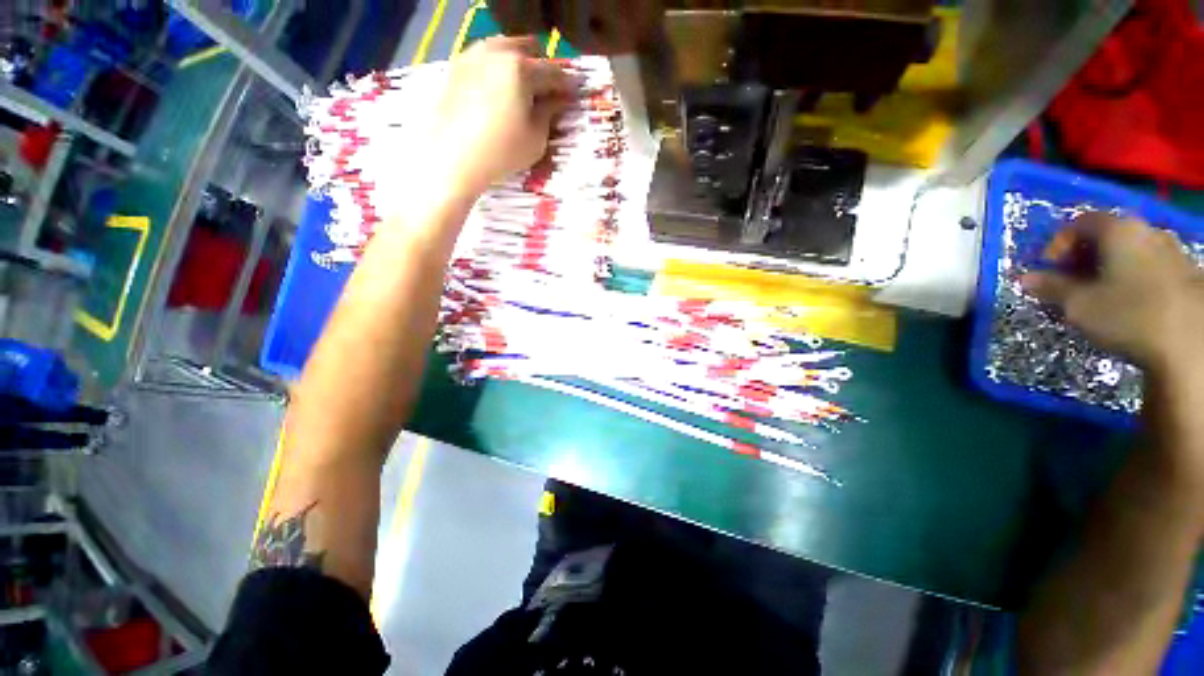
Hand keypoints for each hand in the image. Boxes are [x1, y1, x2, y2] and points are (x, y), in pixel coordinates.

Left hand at [430, 36, 569, 196]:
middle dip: (541, 66)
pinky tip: (498, 91)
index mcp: (521, 68)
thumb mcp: (536, 138)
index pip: (553, 71)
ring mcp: (473, 56)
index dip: (566, 85)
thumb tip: (558, 99)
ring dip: (517, 64)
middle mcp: (497, 52)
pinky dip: (496, 69)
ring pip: (503, 48)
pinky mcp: (456, 67)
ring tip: (521, 90)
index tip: (572, 96)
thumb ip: (549, 112)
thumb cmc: (502, 151)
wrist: (454, 157)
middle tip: (546, 91)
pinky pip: (484, 59)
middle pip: (527, 48)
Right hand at [1021, 214, 1203, 371]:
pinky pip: (1149, 267)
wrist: (1189, 346)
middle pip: (1107, 236)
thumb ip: (1051, 287)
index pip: (1078, 223)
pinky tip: (1128, 304)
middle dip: (1083, 258)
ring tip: (1098, 297)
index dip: (1058, 245)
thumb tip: (1026, 278)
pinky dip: (1132, 279)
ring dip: (1108, 269)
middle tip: (1070, 284)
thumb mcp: (1078, 305)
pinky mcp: (1186, 274)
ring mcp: (1171, 251)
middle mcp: (1147, 231)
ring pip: (1130, 252)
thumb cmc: (1128, 316)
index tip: (1048, 270)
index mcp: (1119, 230)